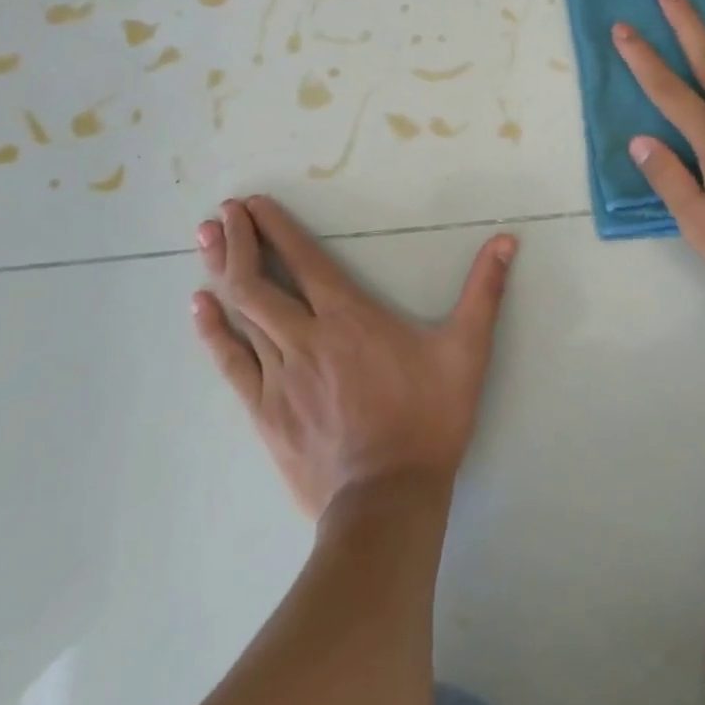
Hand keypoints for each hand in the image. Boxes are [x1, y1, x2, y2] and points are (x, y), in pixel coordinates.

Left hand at [191, 195, 516, 518]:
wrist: (387, 502)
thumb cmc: (428, 419)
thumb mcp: (467, 350)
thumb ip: (484, 292)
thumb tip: (506, 241)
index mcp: (349, 316)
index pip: (305, 259)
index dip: (276, 227)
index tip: (253, 202)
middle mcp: (306, 336)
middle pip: (259, 280)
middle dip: (238, 240)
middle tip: (220, 212)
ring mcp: (279, 375)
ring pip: (241, 313)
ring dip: (221, 272)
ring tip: (203, 239)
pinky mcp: (264, 410)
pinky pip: (231, 362)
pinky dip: (212, 331)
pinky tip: (198, 308)